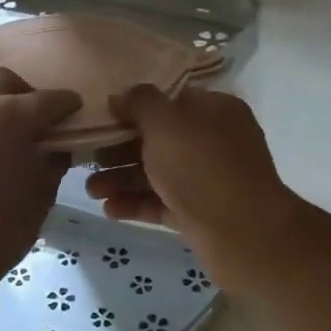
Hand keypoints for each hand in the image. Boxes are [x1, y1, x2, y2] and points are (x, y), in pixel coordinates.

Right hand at [84, 84, 303, 292]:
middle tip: (87, 158)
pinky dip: (137, 204)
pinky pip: (163, 202)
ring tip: (91, 191)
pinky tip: (110, 210)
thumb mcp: (166, 123)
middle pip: (159, 139)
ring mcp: (208, 179)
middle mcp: (214, 141)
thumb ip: (140, 103)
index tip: (101, 116)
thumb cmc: (202, 167)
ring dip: (123, 179)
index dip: (134, 106)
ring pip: (158, 173)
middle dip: (120, 148)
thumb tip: (121, 96)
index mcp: (214, 110)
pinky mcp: (200, 213)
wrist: (244, 234)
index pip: (170, 100)